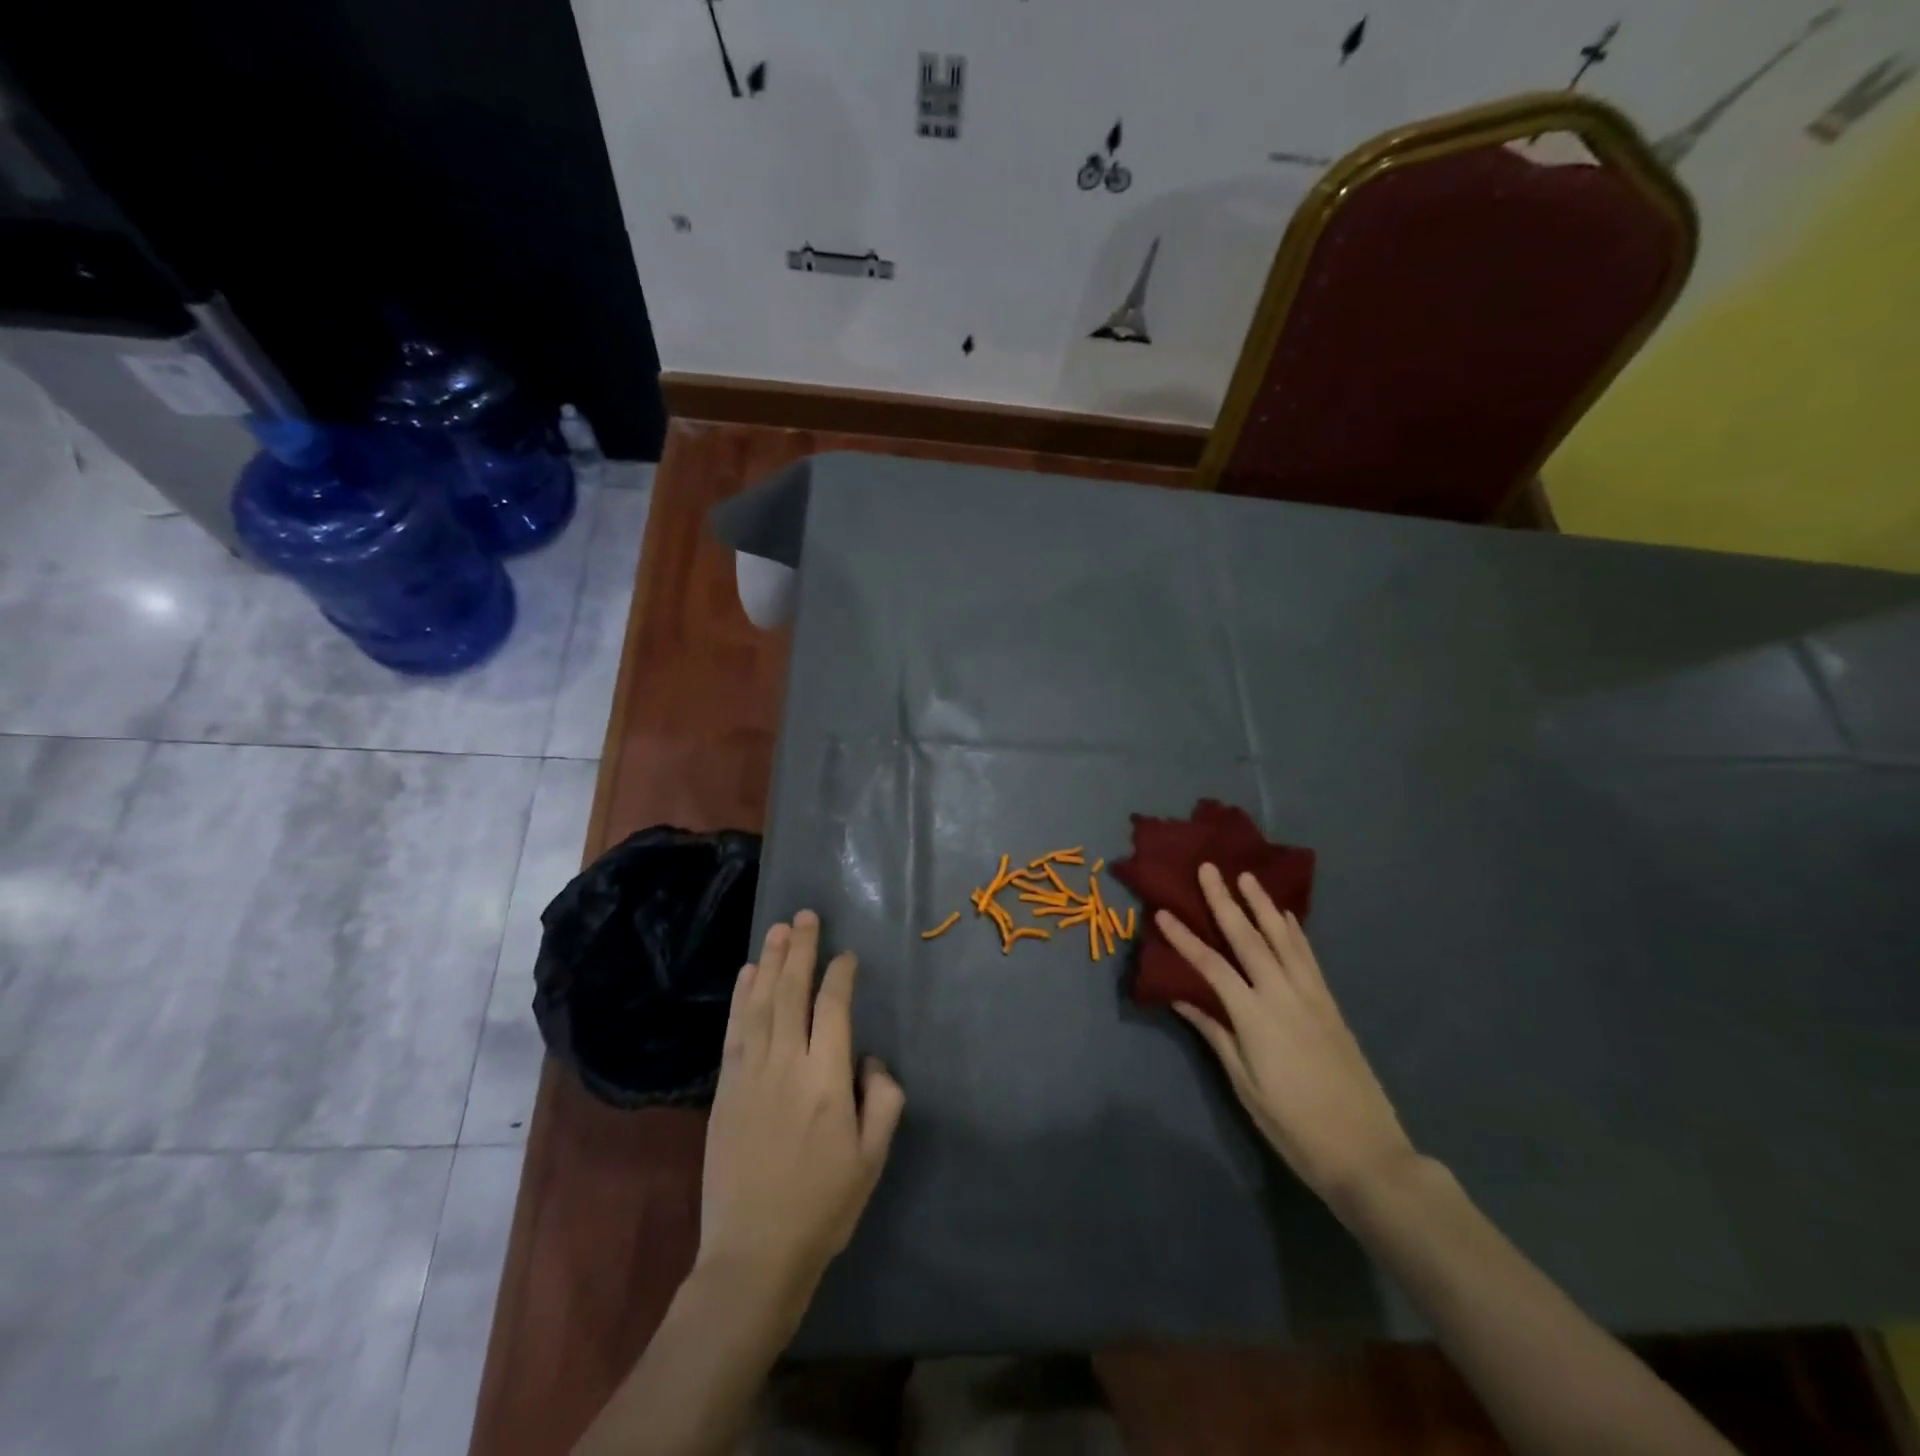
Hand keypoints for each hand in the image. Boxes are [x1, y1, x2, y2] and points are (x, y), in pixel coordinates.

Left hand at [699, 910, 905, 1306]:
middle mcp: (786, 1064)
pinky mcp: (725, 1088)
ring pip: (760, 1002)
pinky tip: (746, 974)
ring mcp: (750, 1073)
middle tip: (807, 916)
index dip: (840, 975)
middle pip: (792, 992)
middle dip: (801, 950)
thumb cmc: (822, 1207)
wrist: (752, 1254)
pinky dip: (740, 996)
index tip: (846, 955)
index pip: (833, 1008)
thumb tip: (871, 1059)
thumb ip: (883, 1101)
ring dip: (769, 961)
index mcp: (827, 1079)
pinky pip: (734, 1029)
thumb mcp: (872, 1159)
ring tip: (778, 929)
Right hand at [1157, 865, 1415, 1208]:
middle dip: (1225, 901)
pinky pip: (1308, 957)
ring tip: (1246, 877)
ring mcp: (1312, 996)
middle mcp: (1284, 995)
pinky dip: (1294, 931)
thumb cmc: (1294, 1126)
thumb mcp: (1244, 1084)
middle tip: (1209, 868)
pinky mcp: (1330, 1004)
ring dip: (1263, 905)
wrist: (1367, 1152)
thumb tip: (1180, 996)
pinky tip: (1286, 917)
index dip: (1184, 938)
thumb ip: (1214, 1033)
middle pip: (1248, 938)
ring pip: (1283, 938)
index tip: (1162, 911)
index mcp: (1255, 1017)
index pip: (1211, 966)